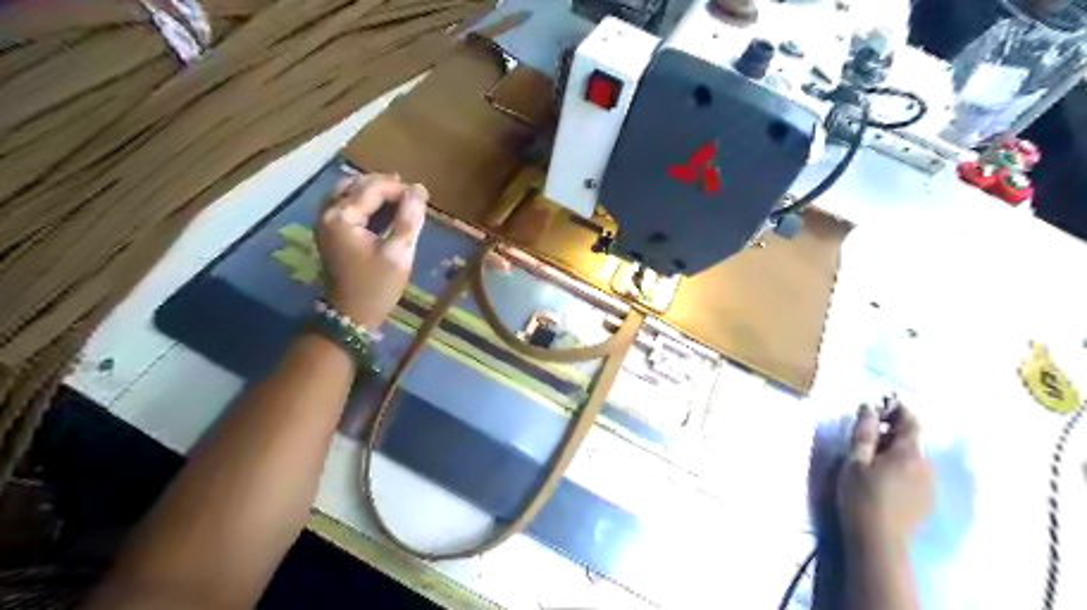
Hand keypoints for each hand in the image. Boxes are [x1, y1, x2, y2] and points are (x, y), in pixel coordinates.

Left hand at [318, 172, 426, 329]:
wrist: (351, 315)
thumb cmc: (376, 286)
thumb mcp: (399, 253)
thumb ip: (409, 219)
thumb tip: (419, 190)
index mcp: (342, 217)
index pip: (373, 188)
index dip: (399, 188)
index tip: (423, 197)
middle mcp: (328, 213)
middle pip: (357, 184)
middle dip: (386, 185)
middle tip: (413, 196)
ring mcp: (325, 221)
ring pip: (350, 191)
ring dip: (375, 191)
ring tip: (401, 199)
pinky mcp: (330, 231)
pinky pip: (347, 204)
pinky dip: (366, 202)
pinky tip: (384, 209)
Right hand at [838, 407, 932, 544]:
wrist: (879, 539)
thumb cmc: (861, 495)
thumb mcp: (855, 460)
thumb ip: (864, 432)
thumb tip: (868, 406)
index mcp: (908, 452)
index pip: (910, 421)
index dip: (897, 409)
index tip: (879, 405)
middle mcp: (925, 465)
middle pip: (911, 440)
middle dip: (891, 432)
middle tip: (866, 434)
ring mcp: (929, 484)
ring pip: (913, 458)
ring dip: (895, 451)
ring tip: (871, 458)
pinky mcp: (926, 501)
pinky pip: (915, 474)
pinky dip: (900, 468)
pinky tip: (883, 479)